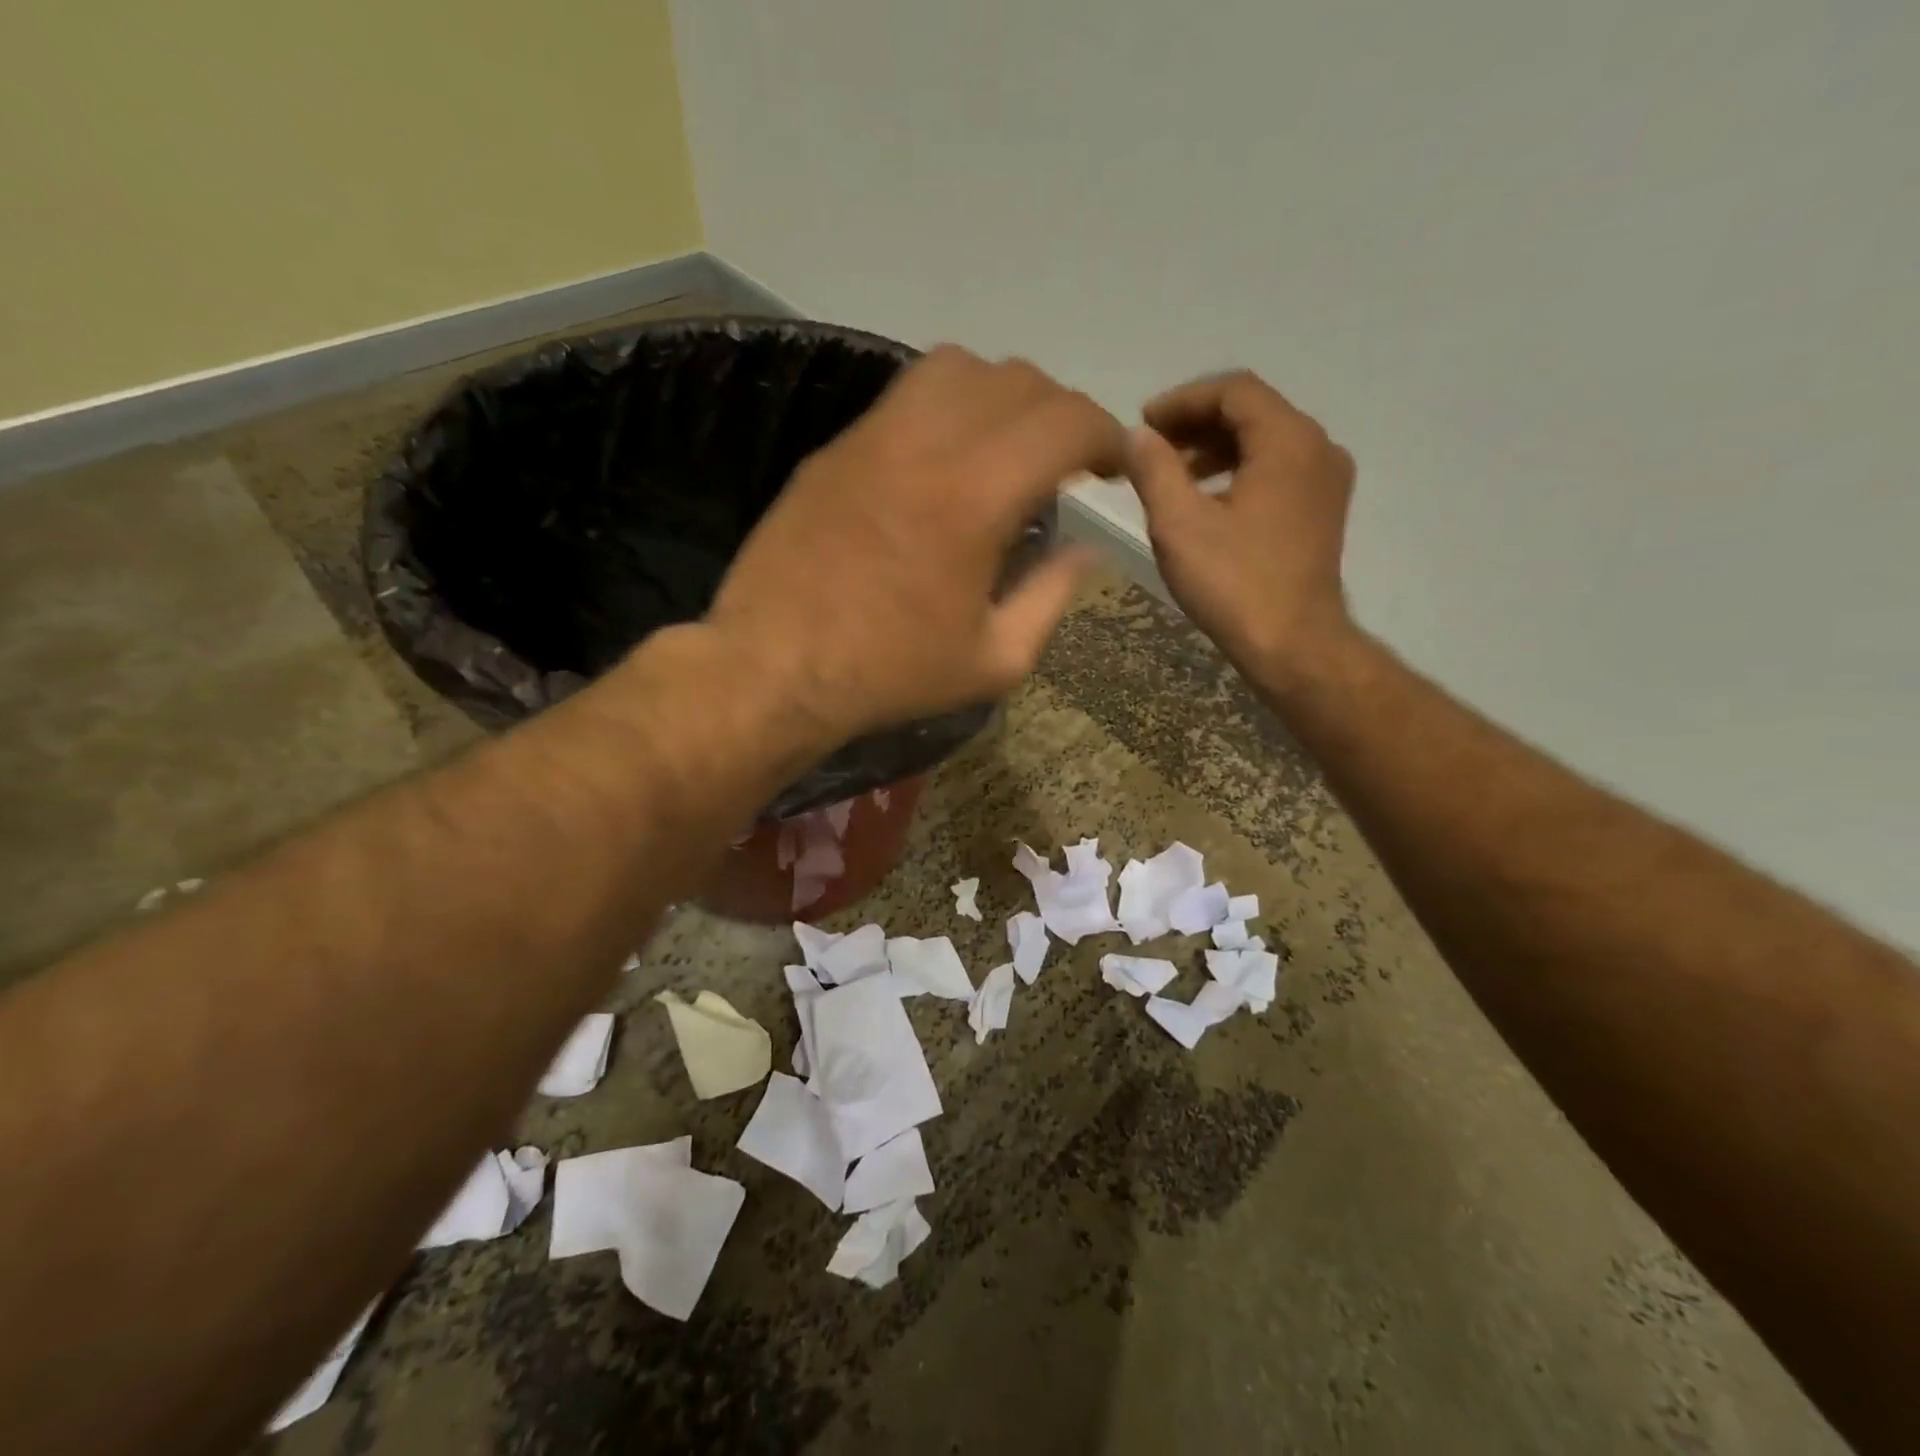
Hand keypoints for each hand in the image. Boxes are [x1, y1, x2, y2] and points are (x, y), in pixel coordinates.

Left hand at [705, 346, 1124, 740]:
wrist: (773, 667)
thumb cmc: (890, 674)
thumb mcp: (993, 660)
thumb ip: (1050, 597)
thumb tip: (1085, 551)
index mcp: (975, 497)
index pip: (1064, 422)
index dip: (1105, 436)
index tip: (1112, 468)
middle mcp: (926, 443)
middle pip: (1016, 380)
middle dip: (1060, 414)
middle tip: (1065, 465)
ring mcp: (872, 437)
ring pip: (956, 368)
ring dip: (1001, 397)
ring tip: (1004, 449)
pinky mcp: (835, 448)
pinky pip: (905, 396)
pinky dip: (946, 409)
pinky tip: (944, 462)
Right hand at [1129, 371, 1358, 683]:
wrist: (1292, 643)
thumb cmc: (1233, 582)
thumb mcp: (1179, 523)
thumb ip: (1154, 469)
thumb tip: (1137, 436)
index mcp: (1287, 440)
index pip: (1234, 391)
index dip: (1183, 400)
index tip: (1143, 423)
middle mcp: (1317, 447)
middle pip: (1252, 412)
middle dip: (1197, 423)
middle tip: (1152, 448)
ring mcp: (1326, 480)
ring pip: (1265, 441)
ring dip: (1215, 448)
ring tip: (1172, 474)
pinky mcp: (1322, 509)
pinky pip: (1278, 469)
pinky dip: (1239, 471)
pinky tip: (1206, 499)